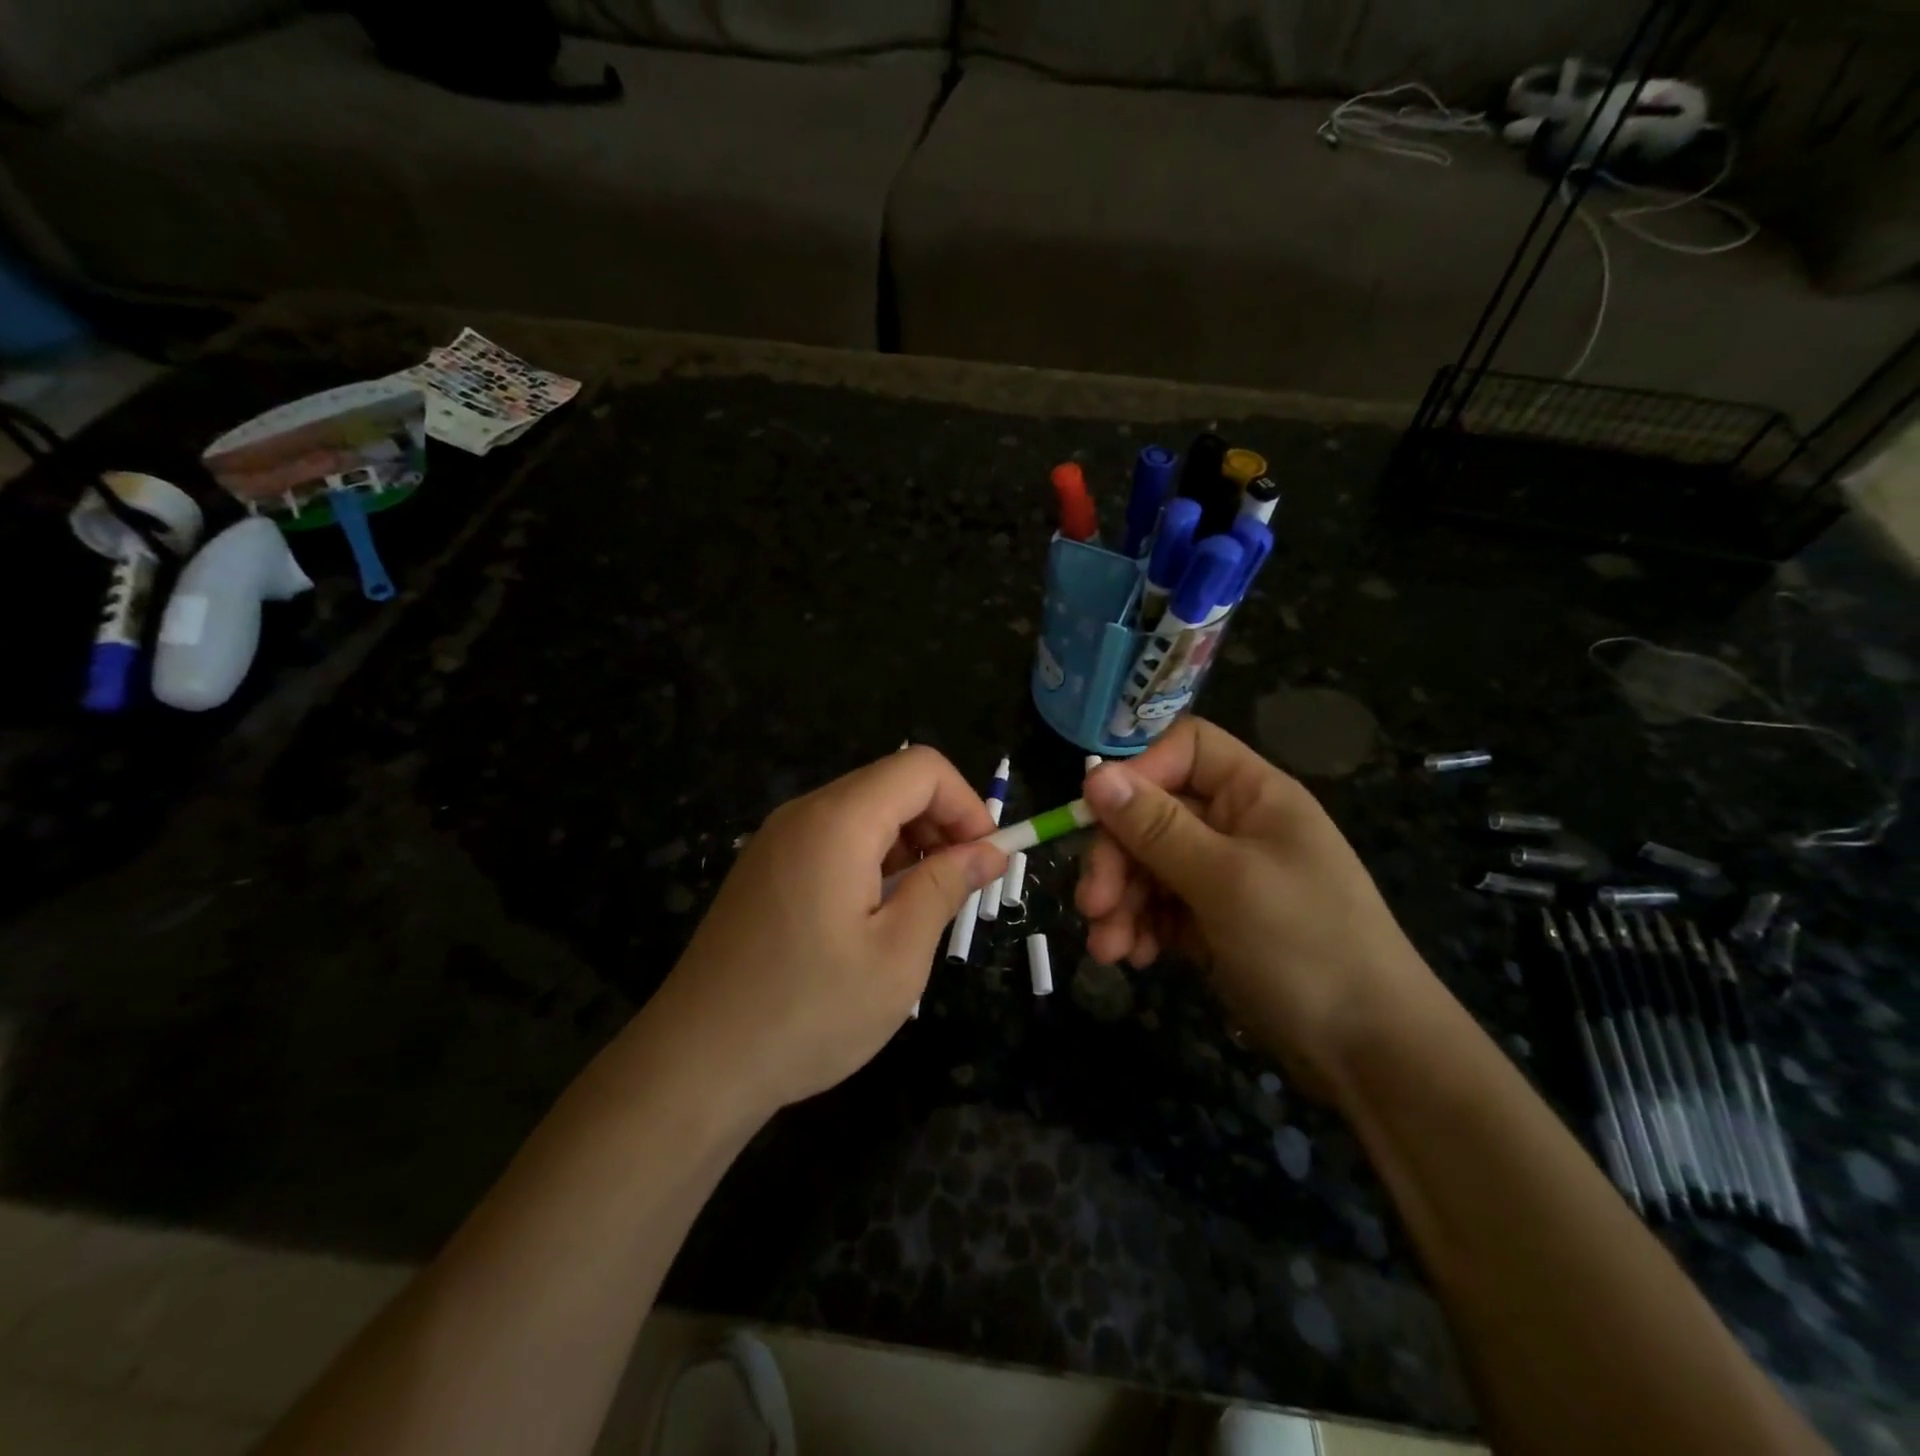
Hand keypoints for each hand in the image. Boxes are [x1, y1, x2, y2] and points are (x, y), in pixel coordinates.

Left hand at [645, 747, 1006, 1117]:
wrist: (694, 1065)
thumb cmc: (808, 1012)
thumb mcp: (898, 955)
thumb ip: (946, 887)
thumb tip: (988, 851)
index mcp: (838, 822)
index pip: (921, 769)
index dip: (967, 804)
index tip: (985, 860)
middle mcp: (803, 814)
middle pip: (891, 785)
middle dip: (940, 825)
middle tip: (959, 890)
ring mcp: (776, 841)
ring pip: (863, 812)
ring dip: (907, 846)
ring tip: (919, 911)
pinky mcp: (764, 870)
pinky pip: (832, 840)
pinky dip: (870, 860)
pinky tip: (873, 919)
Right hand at [1075, 717, 1435, 1090]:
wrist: (1369, 1052)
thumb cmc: (1306, 945)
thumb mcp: (1226, 881)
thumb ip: (1157, 828)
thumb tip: (1094, 775)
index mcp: (1253, 795)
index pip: (1182, 751)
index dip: (1137, 774)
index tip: (1099, 818)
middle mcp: (1234, 826)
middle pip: (1151, 814)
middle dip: (1116, 860)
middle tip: (1092, 905)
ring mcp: (1221, 875)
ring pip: (1146, 865)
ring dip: (1120, 903)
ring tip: (1107, 949)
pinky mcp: (1210, 921)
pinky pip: (1158, 907)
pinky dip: (1139, 928)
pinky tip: (1132, 958)